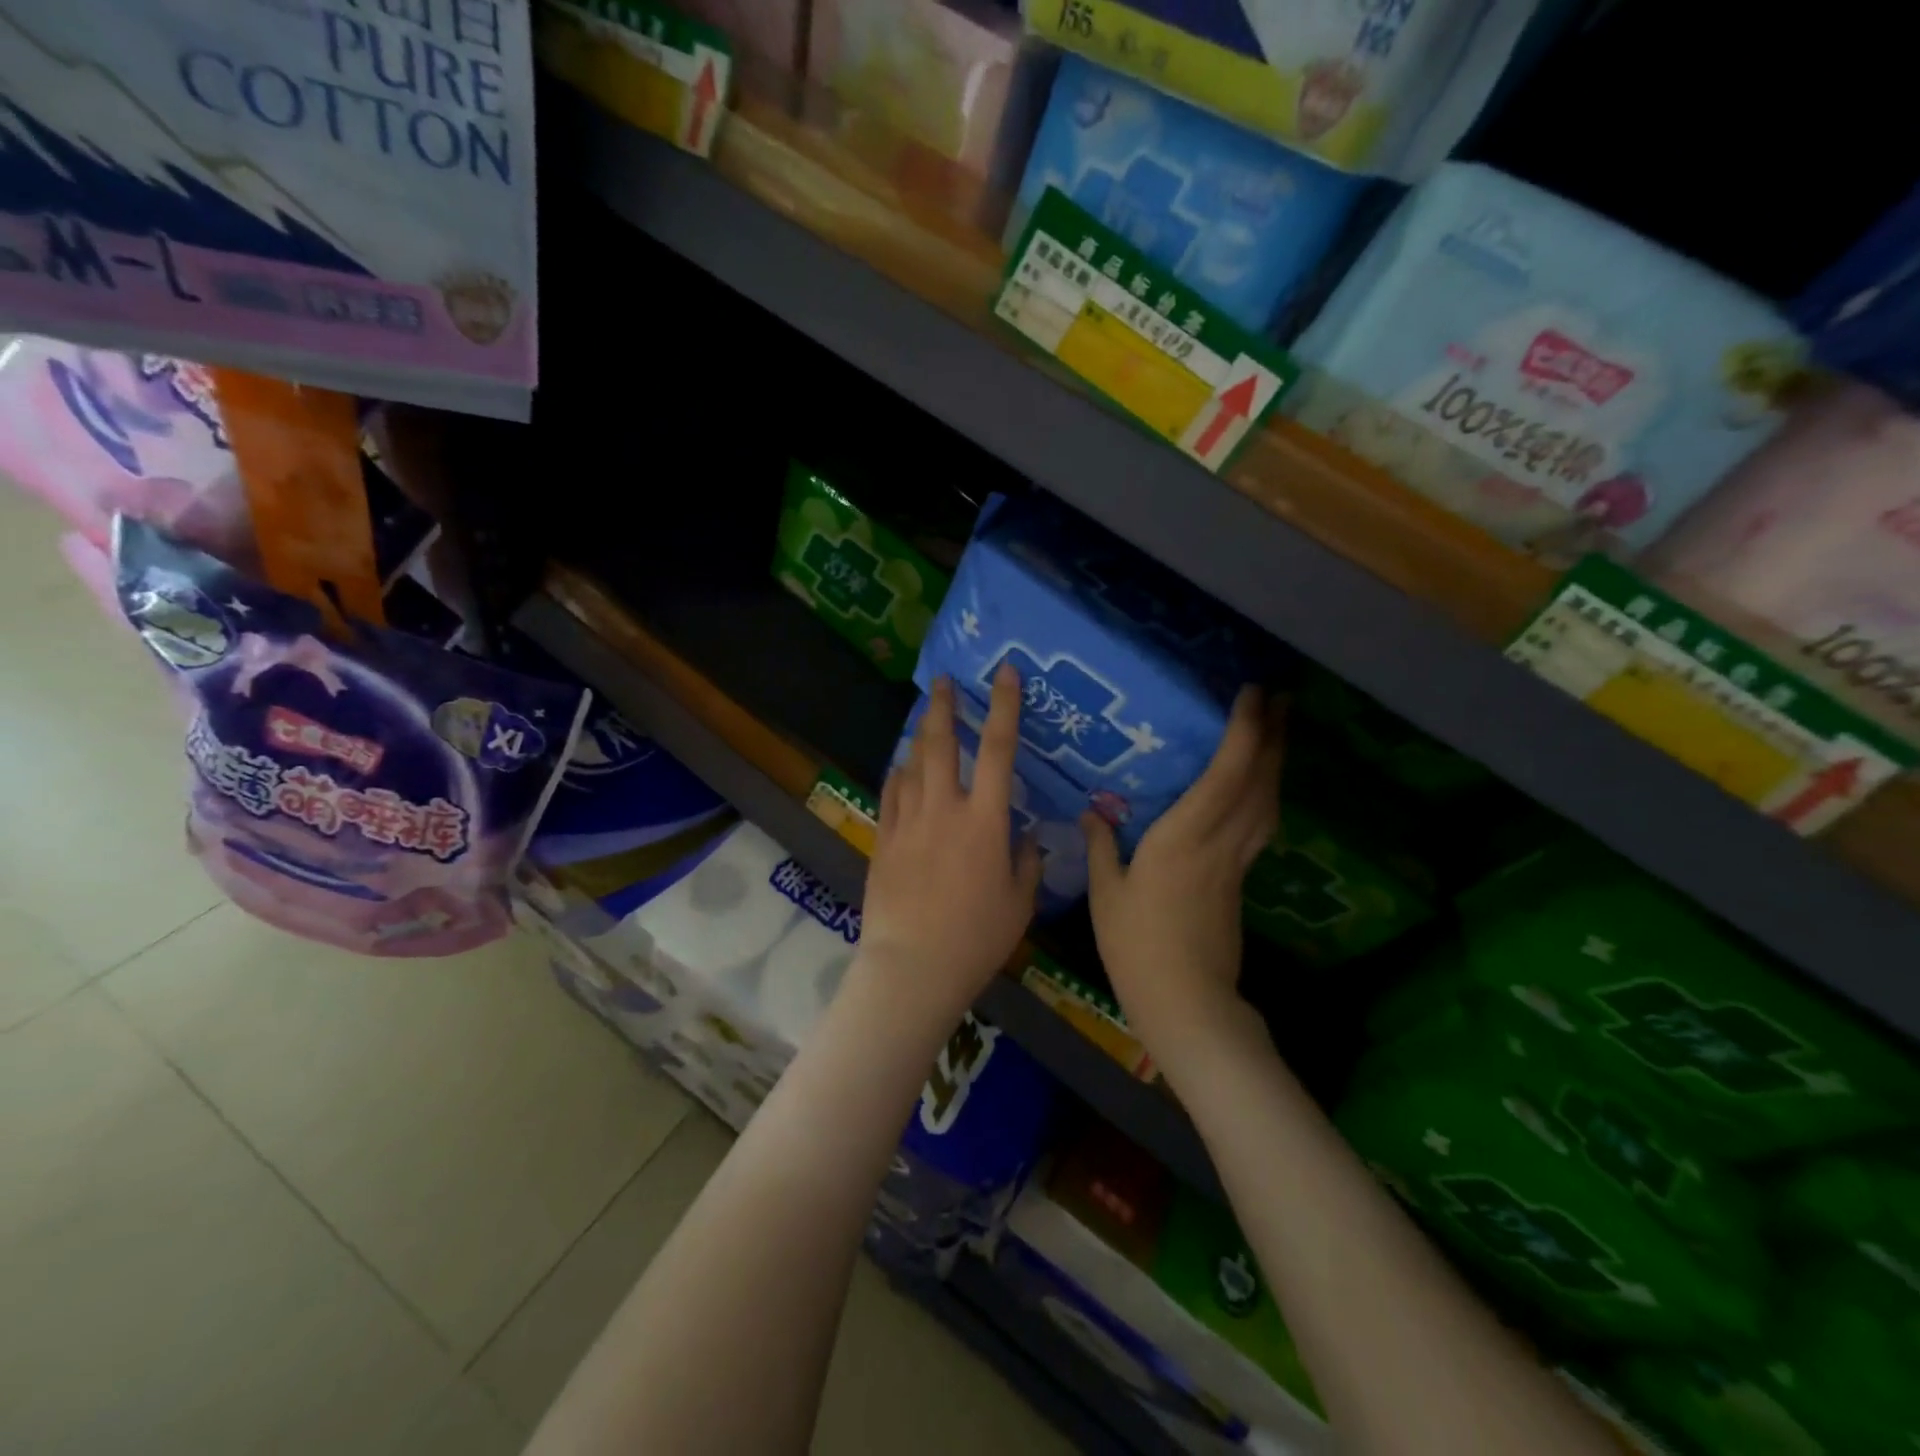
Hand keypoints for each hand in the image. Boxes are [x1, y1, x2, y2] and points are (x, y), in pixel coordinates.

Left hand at [855, 668, 1042, 1032]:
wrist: (912, 967)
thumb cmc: (975, 939)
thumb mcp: (1019, 903)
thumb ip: (1026, 863)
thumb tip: (1025, 838)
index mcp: (986, 821)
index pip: (1000, 749)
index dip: (1005, 706)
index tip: (1005, 672)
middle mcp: (945, 809)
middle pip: (942, 743)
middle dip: (944, 706)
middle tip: (943, 681)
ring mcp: (908, 822)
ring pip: (912, 764)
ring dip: (920, 736)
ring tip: (925, 718)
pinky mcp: (883, 839)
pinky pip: (891, 793)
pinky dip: (899, 773)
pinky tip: (902, 767)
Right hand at [1084, 687, 1284, 1085]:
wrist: (1185, 1001)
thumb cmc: (1136, 945)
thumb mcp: (1105, 893)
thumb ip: (1101, 845)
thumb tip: (1093, 811)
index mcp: (1184, 838)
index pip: (1225, 775)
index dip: (1244, 731)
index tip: (1251, 694)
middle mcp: (1219, 841)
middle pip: (1259, 781)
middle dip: (1274, 735)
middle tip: (1282, 697)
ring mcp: (1237, 862)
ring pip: (1268, 802)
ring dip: (1277, 761)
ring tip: (1279, 730)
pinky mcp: (1241, 880)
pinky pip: (1261, 824)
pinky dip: (1267, 794)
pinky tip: (1261, 787)